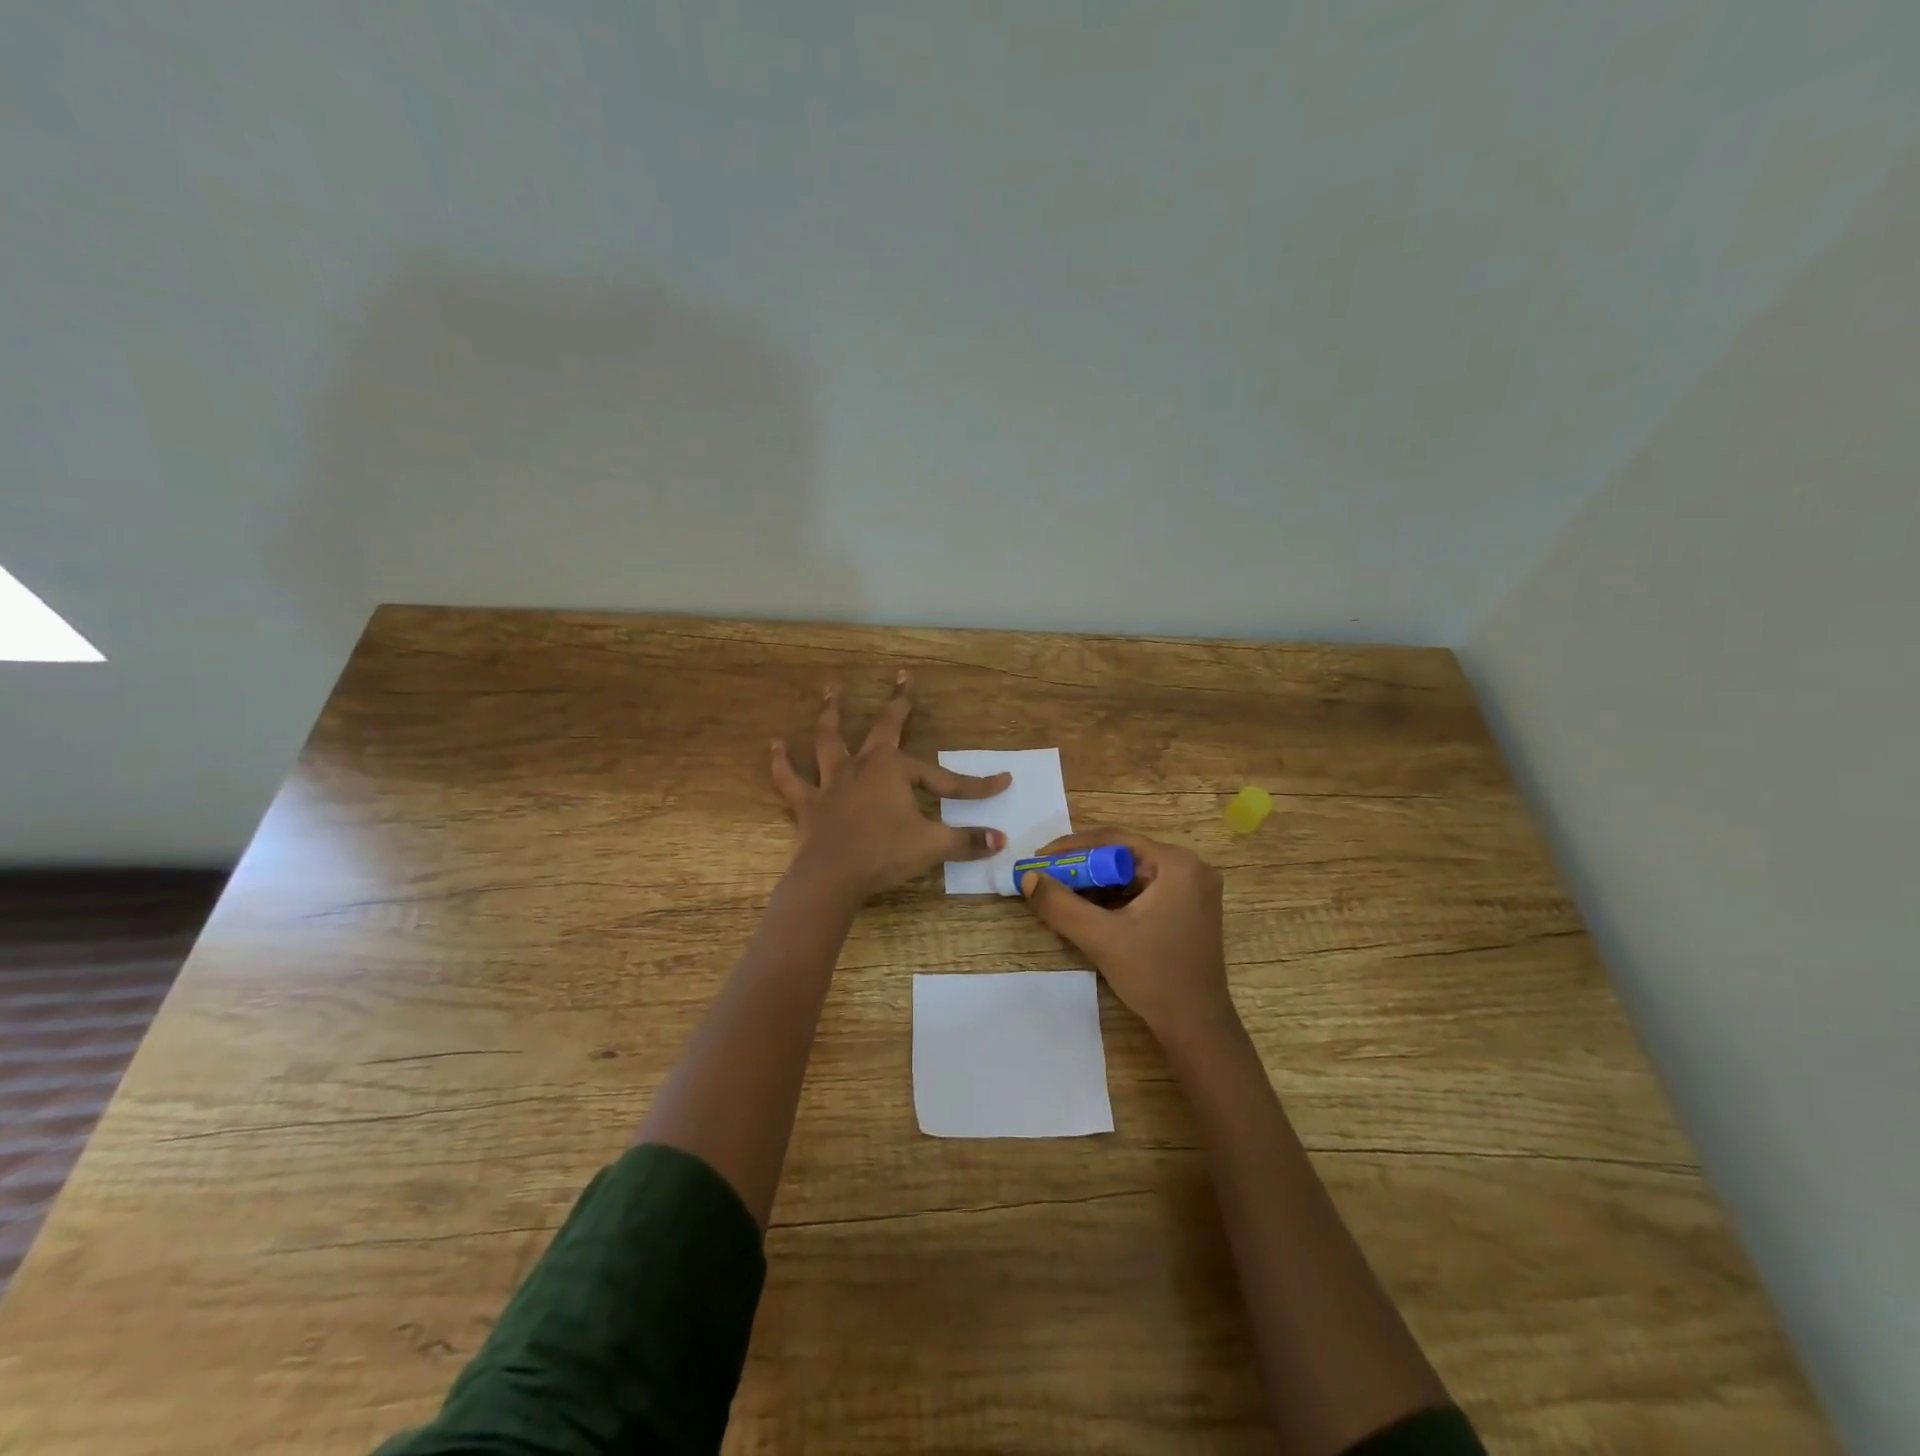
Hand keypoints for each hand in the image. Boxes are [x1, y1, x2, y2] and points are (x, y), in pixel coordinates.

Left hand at [771, 672, 1010, 902]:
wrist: (832, 877)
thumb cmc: (884, 855)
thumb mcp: (932, 846)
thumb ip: (967, 841)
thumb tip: (1002, 841)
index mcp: (895, 770)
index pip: (944, 777)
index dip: (975, 785)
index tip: (1003, 782)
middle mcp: (863, 765)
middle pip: (884, 726)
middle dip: (898, 702)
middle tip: (902, 677)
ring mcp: (832, 781)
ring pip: (830, 739)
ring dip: (831, 714)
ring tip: (830, 691)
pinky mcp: (809, 803)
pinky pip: (791, 779)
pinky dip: (781, 762)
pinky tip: (775, 745)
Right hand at [1019, 830, 1236, 1045]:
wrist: (1196, 1027)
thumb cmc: (1154, 976)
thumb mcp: (1101, 938)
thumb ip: (1060, 905)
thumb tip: (1028, 877)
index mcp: (1177, 865)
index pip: (1115, 840)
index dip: (1072, 847)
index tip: (1038, 858)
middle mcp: (1190, 868)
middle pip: (1123, 855)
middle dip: (1082, 866)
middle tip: (1046, 875)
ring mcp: (1192, 889)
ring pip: (1131, 874)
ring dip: (1095, 882)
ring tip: (1060, 891)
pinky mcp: (1188, 909)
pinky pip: (1142, 890)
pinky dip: (1114, 897)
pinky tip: (1087, 908)